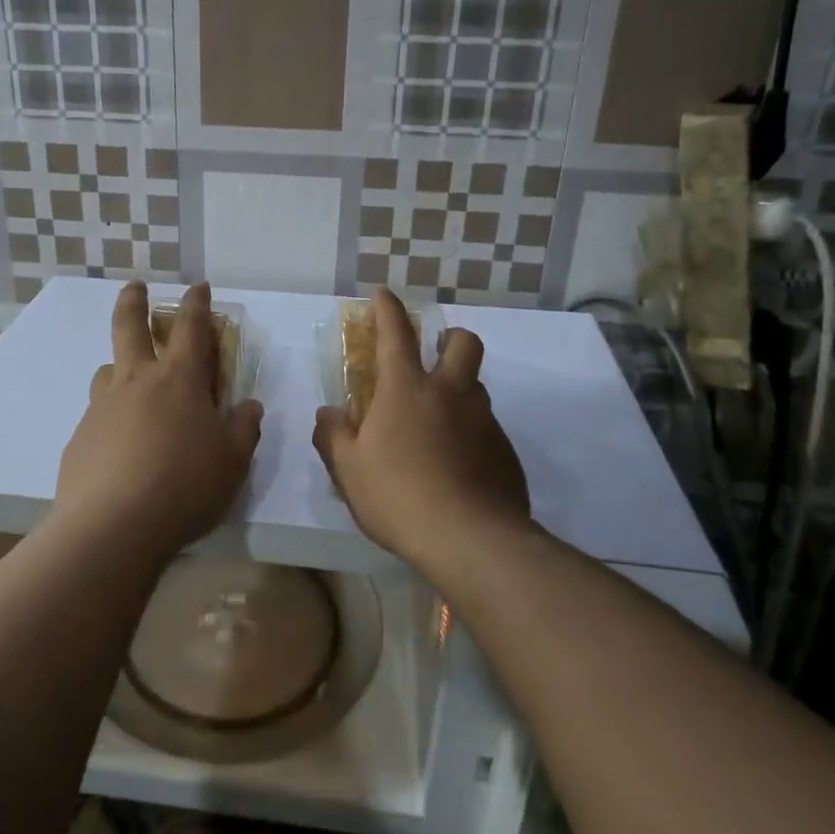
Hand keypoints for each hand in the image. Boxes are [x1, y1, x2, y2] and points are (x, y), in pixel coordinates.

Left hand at [54, 281, 263, 561]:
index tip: (197, 286)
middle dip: (134, 300)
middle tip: (135, 286)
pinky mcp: (80, 437)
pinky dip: (112, 416)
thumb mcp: (233, 461)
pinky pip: (98, 414)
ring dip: (121, 366)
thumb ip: (244, 428)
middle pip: (129, 326)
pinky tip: (120, 446)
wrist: (114, 526)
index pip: (191, 327)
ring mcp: (103, 407)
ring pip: (109, 370)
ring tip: (131, 384)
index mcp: (179, 379)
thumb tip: (249, 406)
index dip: (196, 302)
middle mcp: (137, 381)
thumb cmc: (185, 486)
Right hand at [313, 288, 532, 571]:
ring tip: (438, 425)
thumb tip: (328, 414)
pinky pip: (487, 429)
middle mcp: (451, 393)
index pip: (396, 333)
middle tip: (434, 356)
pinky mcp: (506, 452)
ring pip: (477, 387)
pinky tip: (458, 467)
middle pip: (463, 342)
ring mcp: (484, 421)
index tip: (383, 293)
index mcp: (407, 389)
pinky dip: (471, 435)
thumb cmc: (398, 496)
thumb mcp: (349, 470)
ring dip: (459, 391)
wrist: (470, 540)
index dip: (388, 308)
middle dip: (449, 338)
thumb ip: (334, 436)